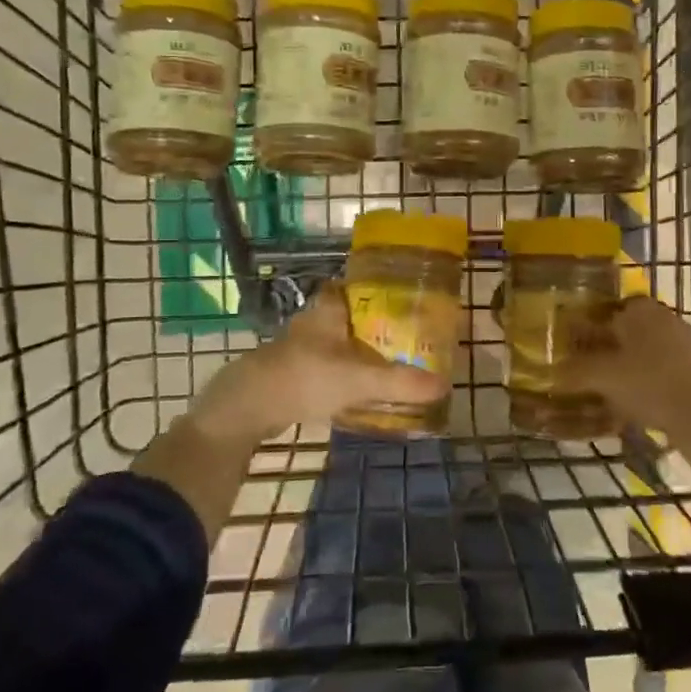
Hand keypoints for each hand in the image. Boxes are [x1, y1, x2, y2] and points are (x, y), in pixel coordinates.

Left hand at [190, 286, 448, 448]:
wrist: (247, 406)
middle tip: (410, 337)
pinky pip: (330, 364)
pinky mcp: (293, 371)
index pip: (359, 285)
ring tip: (394, 362)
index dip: (383, 288)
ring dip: (362, 349)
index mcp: (330, 307)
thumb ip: (401, 382)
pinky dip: (347, 371)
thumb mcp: (359, 379)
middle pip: (354, 315)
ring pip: (340, 340)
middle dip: (379, 324)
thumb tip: (443, 385)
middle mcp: (315, 319)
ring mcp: (301, 345)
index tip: (410, 299)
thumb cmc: (305, 377)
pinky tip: (363, 387)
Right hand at [555, 297, 690, 464]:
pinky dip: (640, 384)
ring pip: (639, 353)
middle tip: (580, 369)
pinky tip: (626, 405)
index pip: (605, 307)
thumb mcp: (603, 376)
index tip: (570, 344)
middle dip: (602, 348)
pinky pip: (655, 372)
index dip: (585, 324)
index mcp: (640, 308)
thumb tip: (552, 371)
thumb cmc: (650, 383)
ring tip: (599, 390)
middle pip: (622, 330)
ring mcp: (681, 345)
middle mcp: (662, 318)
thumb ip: (575, 370)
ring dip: (620, 368)